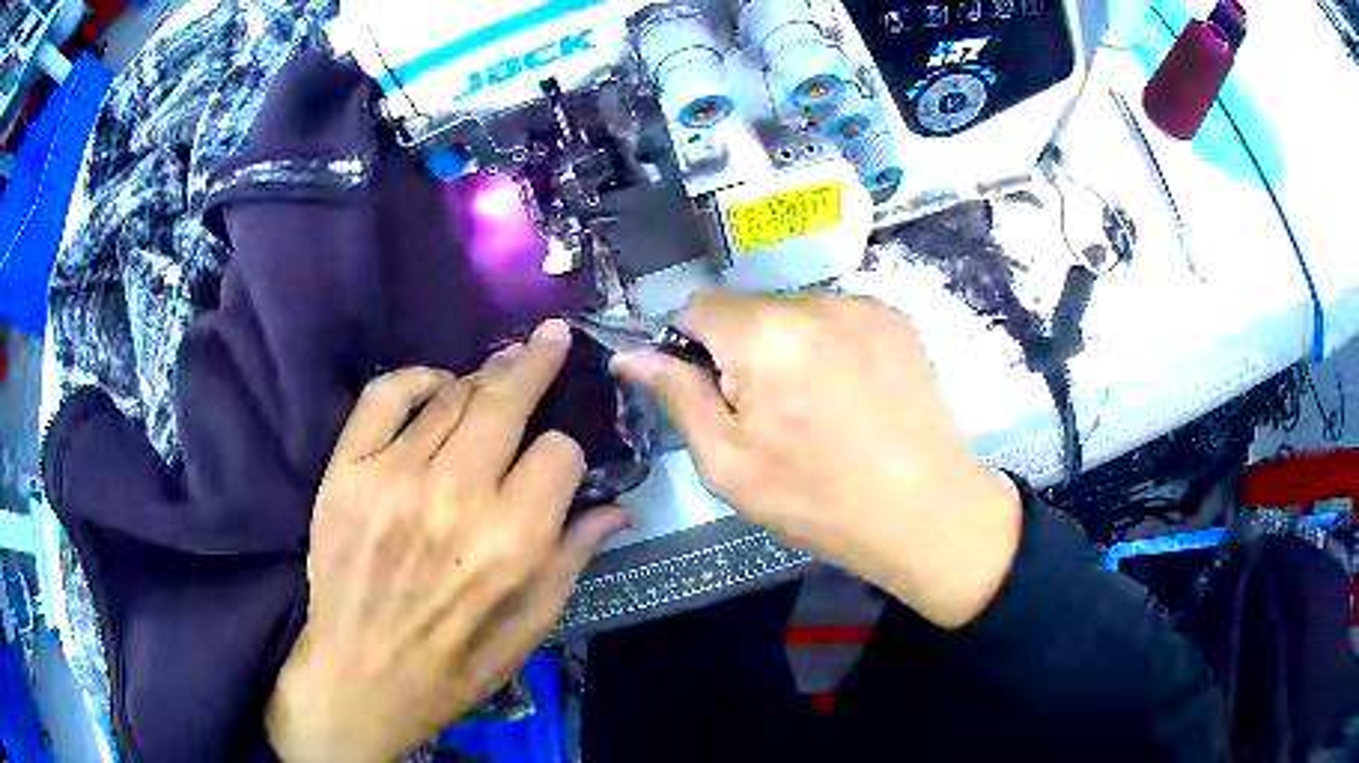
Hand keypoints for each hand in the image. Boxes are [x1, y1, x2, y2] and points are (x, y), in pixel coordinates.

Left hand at [266, 319, 629, 762]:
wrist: (361, 677)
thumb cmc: (457, 664)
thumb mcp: (532, 627)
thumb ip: (574, 558)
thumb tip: (616, 507)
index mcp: (512, 542)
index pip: (560, 453)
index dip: (567, 455)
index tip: (558, 467)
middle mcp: (455, 496)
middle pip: (507, 399)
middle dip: (537, 362)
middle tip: (551, 336)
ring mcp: (393, 476)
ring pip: (453, 393)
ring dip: (482, 381)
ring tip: (495, 381)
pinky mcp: (348, 470)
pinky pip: (385, 394)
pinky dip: (416, 378)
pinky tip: (434, 386)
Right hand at [613, 291, 1019, 628]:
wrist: (929, 513)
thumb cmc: (818, 500)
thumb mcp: (728, 463)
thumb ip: (676, 396)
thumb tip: (630, 355)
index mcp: (765, 334)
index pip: (697, 305)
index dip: (688, 345)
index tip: (707, 391)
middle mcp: (815, 301)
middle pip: (748, 307)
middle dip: (739, 348)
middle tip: (764, 413)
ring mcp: (864, 305)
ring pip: (794, 311)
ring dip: (785, 345)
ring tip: (814, 407)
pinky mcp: (897, 319)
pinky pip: (837, 318)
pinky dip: (826, 346)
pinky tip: (849, 395)